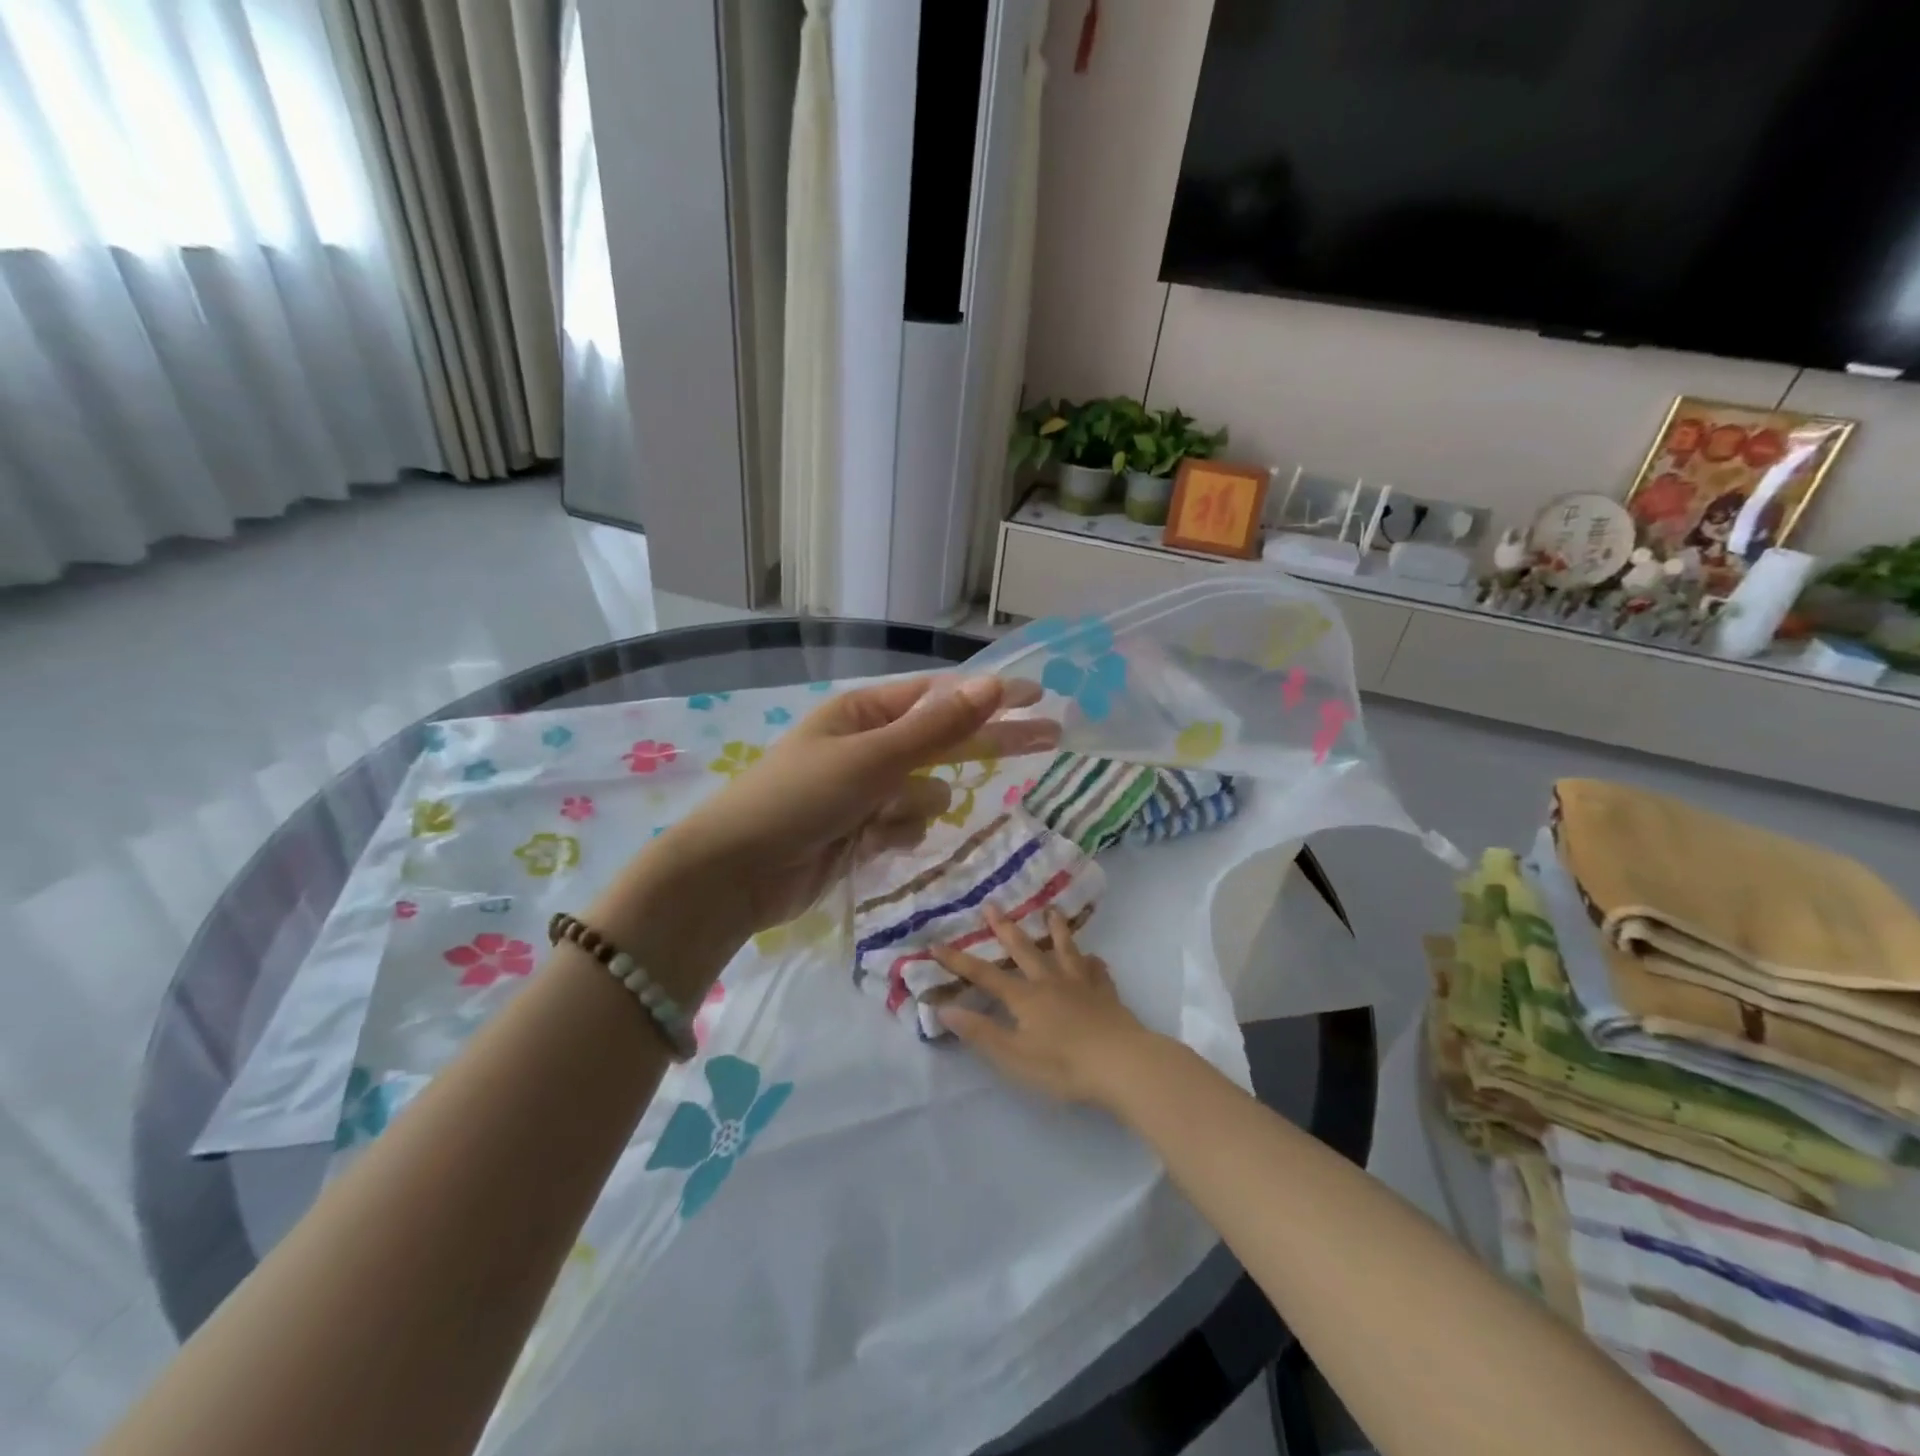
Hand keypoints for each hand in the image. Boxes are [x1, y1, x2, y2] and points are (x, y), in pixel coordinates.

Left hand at [661, 675, 1059, 934]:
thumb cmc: (801, 798)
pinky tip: (872, 842)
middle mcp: (869, 745)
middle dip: (989, 742)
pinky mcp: (864, 831)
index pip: (941, 697)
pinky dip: (898, 833)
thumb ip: (938, 727)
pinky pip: (908, 825)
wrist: (738, 873)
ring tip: (881, 820)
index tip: (1037, 698)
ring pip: (928, 793)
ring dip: (915, 806)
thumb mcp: (873, 756)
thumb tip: (994, 685)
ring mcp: (867, 790)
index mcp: (865, 712)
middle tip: (1051, 739)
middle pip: (944, 740)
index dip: (989, 697)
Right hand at [931, 907, 1164, 1107]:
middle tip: (992, 905)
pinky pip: (1099, 972)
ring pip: (1065, 950)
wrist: (1122, 1063)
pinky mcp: (1107, 995)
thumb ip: (980, 1032)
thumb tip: (943, 1008)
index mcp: (1025, 997)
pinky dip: (1094, 963)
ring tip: (1051, 911)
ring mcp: (1082, 985)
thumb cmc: (1063, 1065)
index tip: (936, 944)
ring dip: (1055, 930)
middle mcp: (1050, 982)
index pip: (985, 975)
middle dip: (1005, 928)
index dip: (959, 961)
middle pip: (1024, 950)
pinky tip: (1095, 958)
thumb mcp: (1013, 1056)